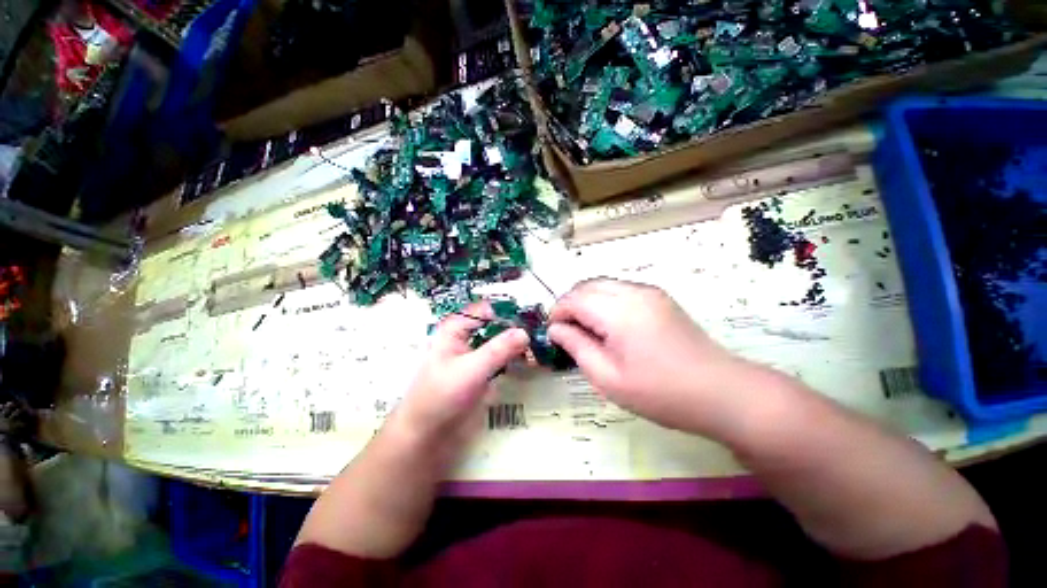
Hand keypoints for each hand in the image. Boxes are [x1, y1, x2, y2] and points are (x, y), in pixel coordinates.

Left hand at [390, 302, 528, 458]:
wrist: (427, 433)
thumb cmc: (442, 396)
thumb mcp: (472, 370)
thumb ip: (498, 350)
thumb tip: (525, 332)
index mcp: (453, 332)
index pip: (483, 310)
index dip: (506, 312)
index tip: (533, 319)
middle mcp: (462, 343)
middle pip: (492, 328)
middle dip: (514, 330)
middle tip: (543, 336)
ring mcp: (470, 363)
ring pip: (497, 348)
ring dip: (515, 348)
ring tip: (542, 351)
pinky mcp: (477, 382)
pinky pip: (498, 367)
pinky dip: (512, 364)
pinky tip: (530, 367)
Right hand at [549, 279, 755, 434]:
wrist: (716, 390)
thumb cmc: (659, 392)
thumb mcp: (610, 379)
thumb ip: (578, 348)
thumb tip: (558, 329)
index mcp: (618, 309)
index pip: (574, 297)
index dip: (557, 313)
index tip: (552, 337)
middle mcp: (635, 291)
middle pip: (590, 284)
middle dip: (572, 305)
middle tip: (567, 337)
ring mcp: (654, 294)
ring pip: (609, 286)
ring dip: (592, 303)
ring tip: (590, 337)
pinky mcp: (665, 302)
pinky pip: (627, 292)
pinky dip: (611, 304)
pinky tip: (615, 333)